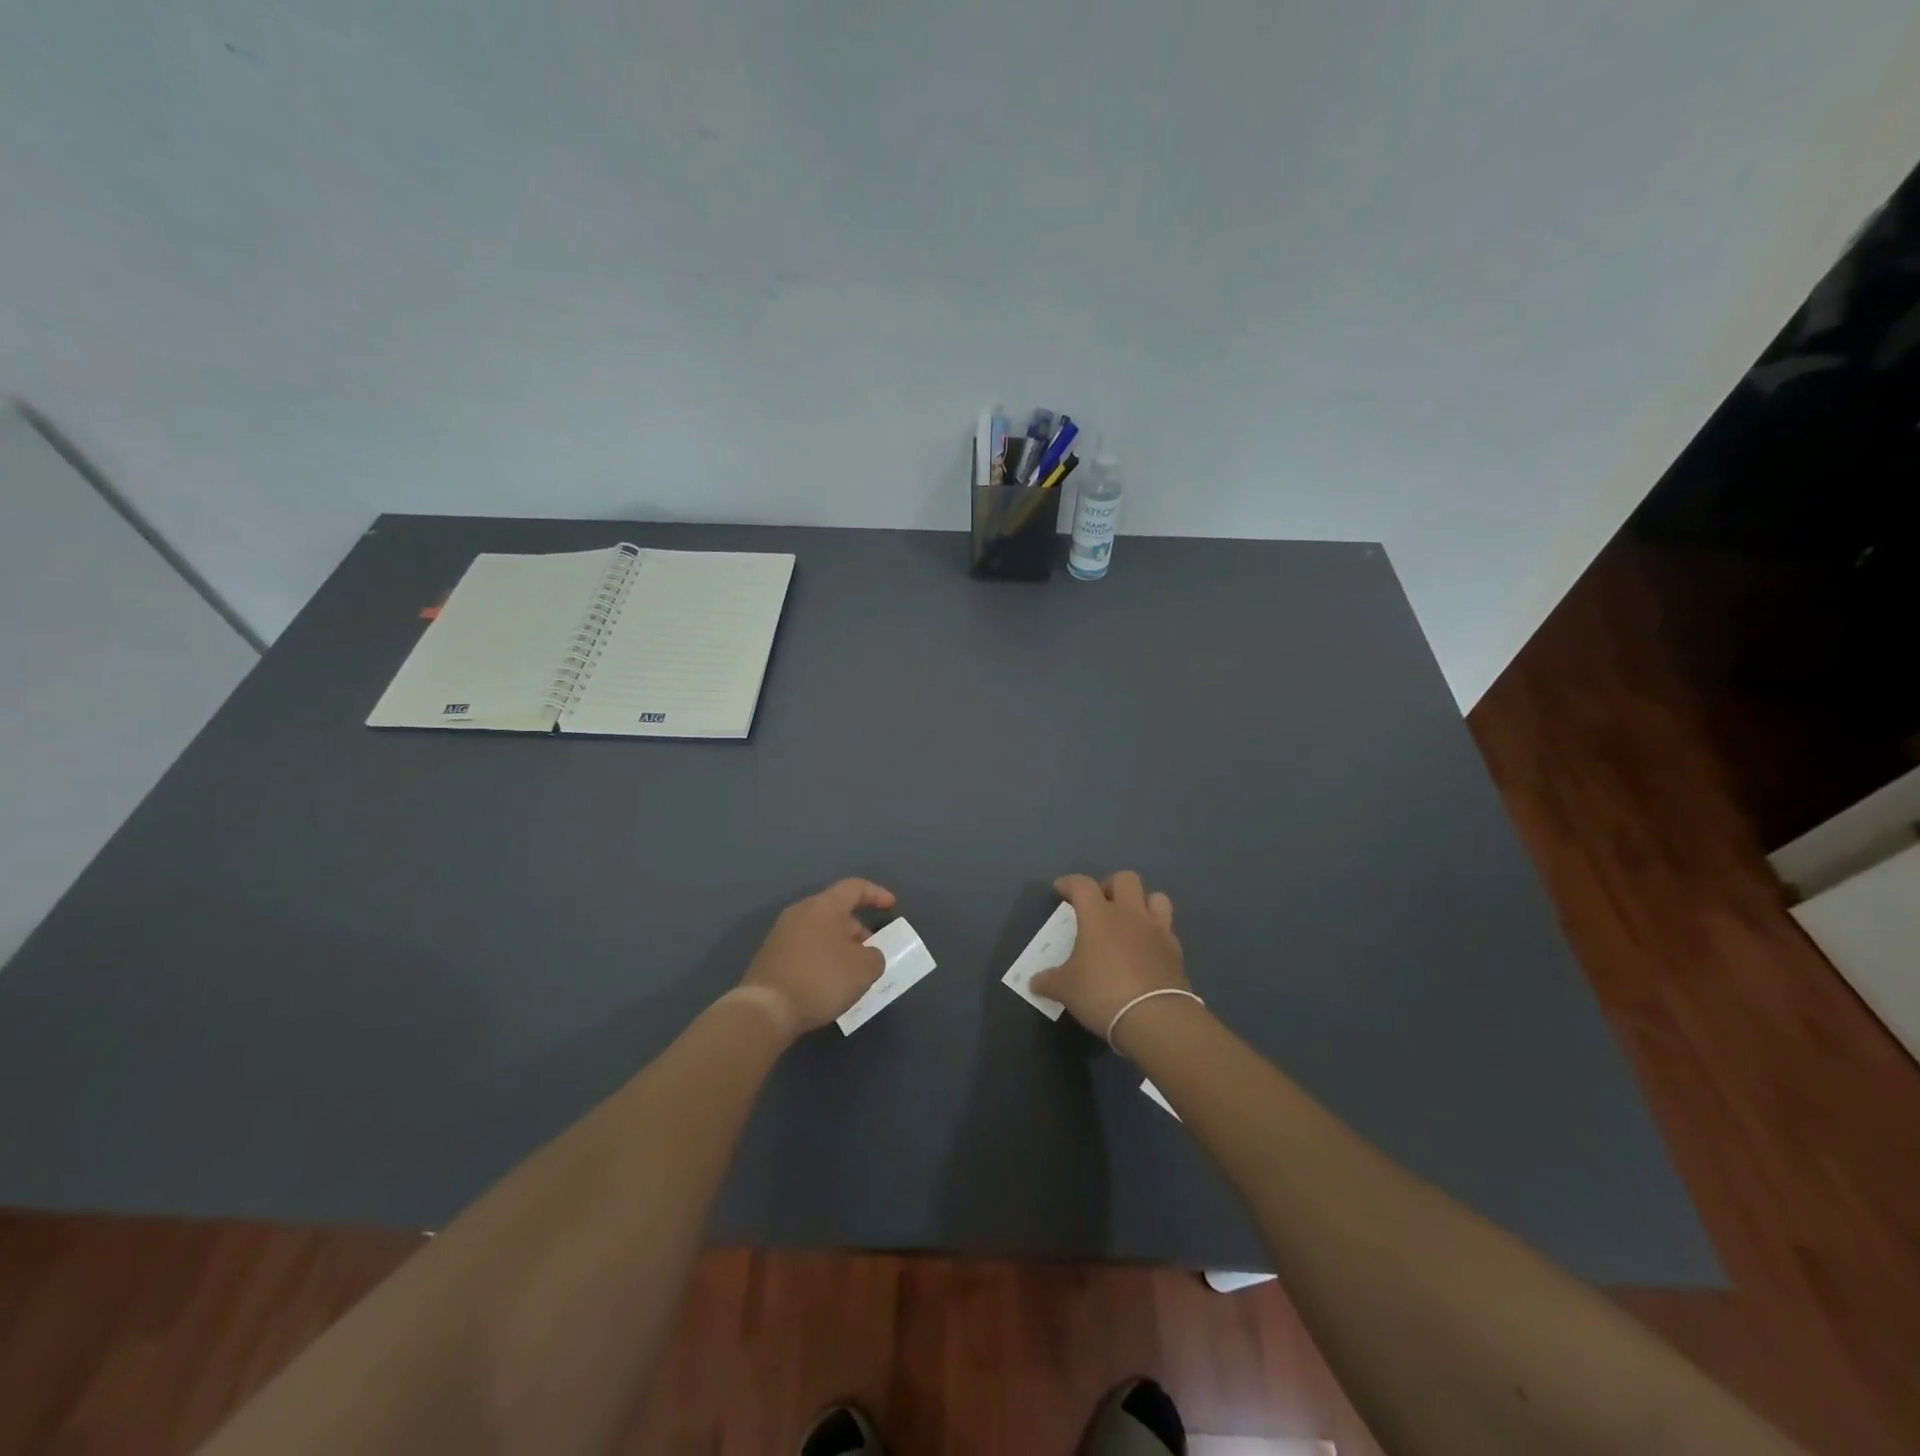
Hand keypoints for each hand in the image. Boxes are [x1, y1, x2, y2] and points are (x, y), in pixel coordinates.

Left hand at [737, 878, 896, 1037]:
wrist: (766, 1009)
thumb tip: (867, 955)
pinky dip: (822, 959)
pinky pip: (806, 949)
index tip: (891, 906)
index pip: (854, 887)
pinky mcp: (771, 957)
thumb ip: (875, 956)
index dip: (876, 894)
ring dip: (840, 946)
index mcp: (824, 906)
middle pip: (836, 911)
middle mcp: (801, 912)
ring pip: (820, 931)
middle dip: (858, 929)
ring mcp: (781, 934)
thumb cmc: (821, 979)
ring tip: (853, 972)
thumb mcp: (864, 969)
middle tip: (872, 952)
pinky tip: (829, 983)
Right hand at [1031, 872, 1190, 1049]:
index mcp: (1099, 914)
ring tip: (1130, 921)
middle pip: (1125, 879)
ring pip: (1156, 897)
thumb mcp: (1065, 989)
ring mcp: (1157, 930)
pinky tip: (1147, 950)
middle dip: (1111, 885)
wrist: (1155, 1018)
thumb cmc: (1102, 993)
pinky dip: (1156, 934)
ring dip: (1142, 903)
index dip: (1069, 883)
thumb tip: (1034, 982)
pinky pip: (1167, 930)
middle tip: (1100, 904)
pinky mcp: (1176, 951)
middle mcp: (1130, 914)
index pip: (1082, 884)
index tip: (1060, 890)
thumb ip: (1048, 981)